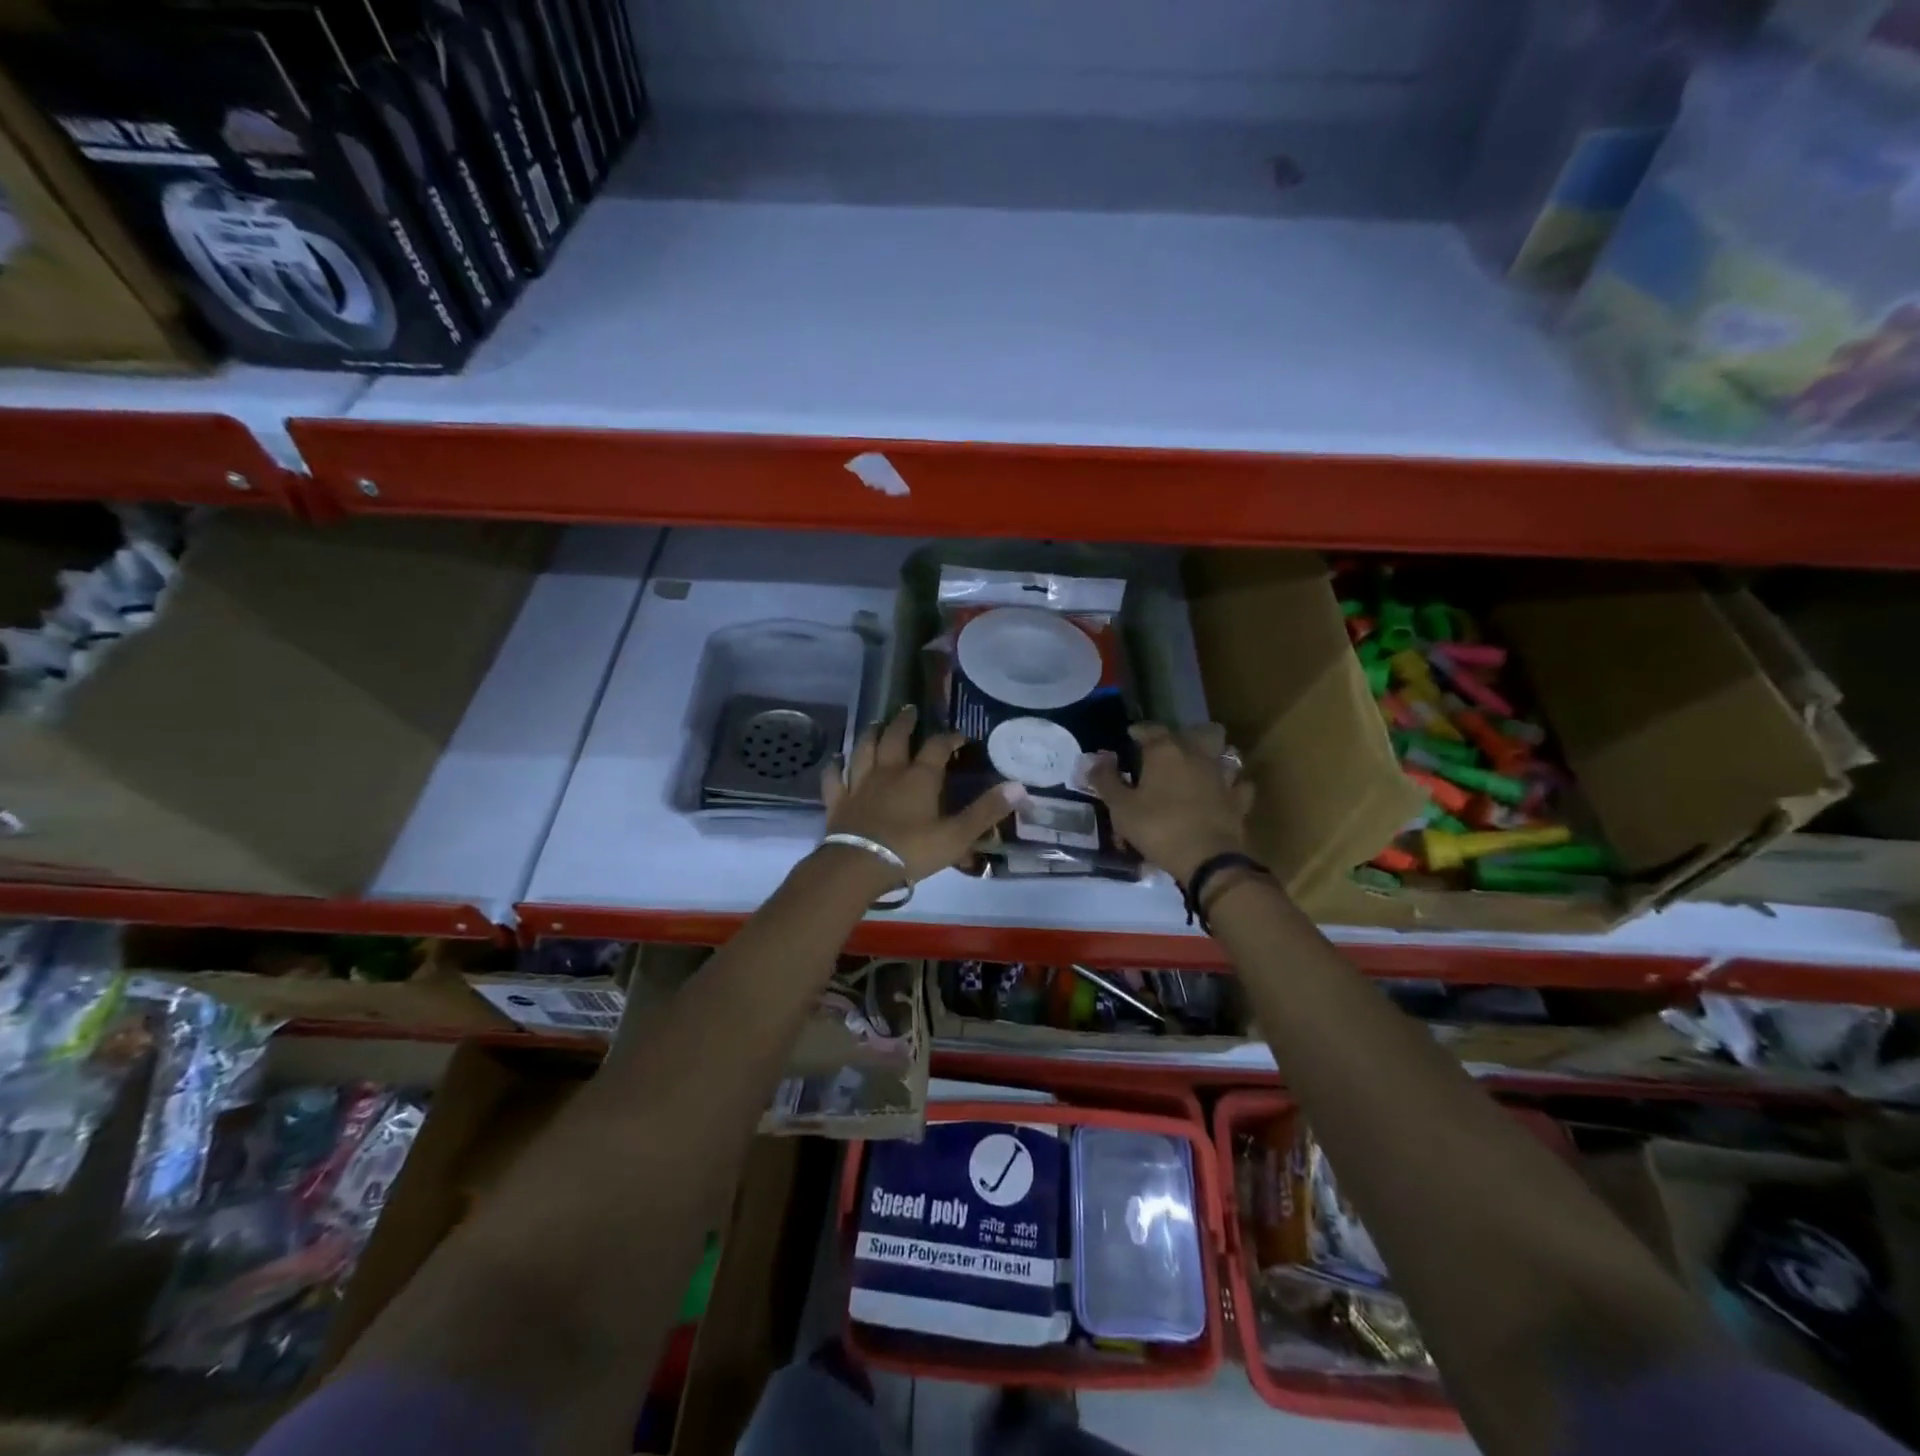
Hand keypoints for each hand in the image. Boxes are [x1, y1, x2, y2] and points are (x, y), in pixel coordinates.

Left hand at [820, 706, 1026, 884]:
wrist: (858, 866)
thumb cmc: (911, 851)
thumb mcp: (957, 835)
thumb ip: (986, 811)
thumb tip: (1020, 787)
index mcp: (919, 778)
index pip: (937, 747)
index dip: (949, 738)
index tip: (958, 736)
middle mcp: (888, 772)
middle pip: (895, 738)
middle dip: (904, 723)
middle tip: (909, 710)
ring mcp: (859, 784)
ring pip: (864, 750)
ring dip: (871, 734)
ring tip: (877, 723)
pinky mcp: (838, 801)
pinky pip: (834, 777)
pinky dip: (835, 766)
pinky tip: (836, 760)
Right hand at [1086, 723, 1253, 883]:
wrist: (1207, 859)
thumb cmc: (1158, 828)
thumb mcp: (1120, 807)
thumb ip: (1106, 780)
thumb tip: (1096, 759)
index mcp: (1166, 751)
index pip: (1151, 729)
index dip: (1138, 731)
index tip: (1130, 736)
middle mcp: (1198, 755)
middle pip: (1201, 730)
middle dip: (1188, 734)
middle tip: (1172, 749)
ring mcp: (1223, 776)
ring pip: (1226, 753)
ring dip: (1215, 755)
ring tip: (1200, 767)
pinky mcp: (1239, 800)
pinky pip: (1239, 785)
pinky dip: (1232, 786)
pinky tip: (1222, 793)